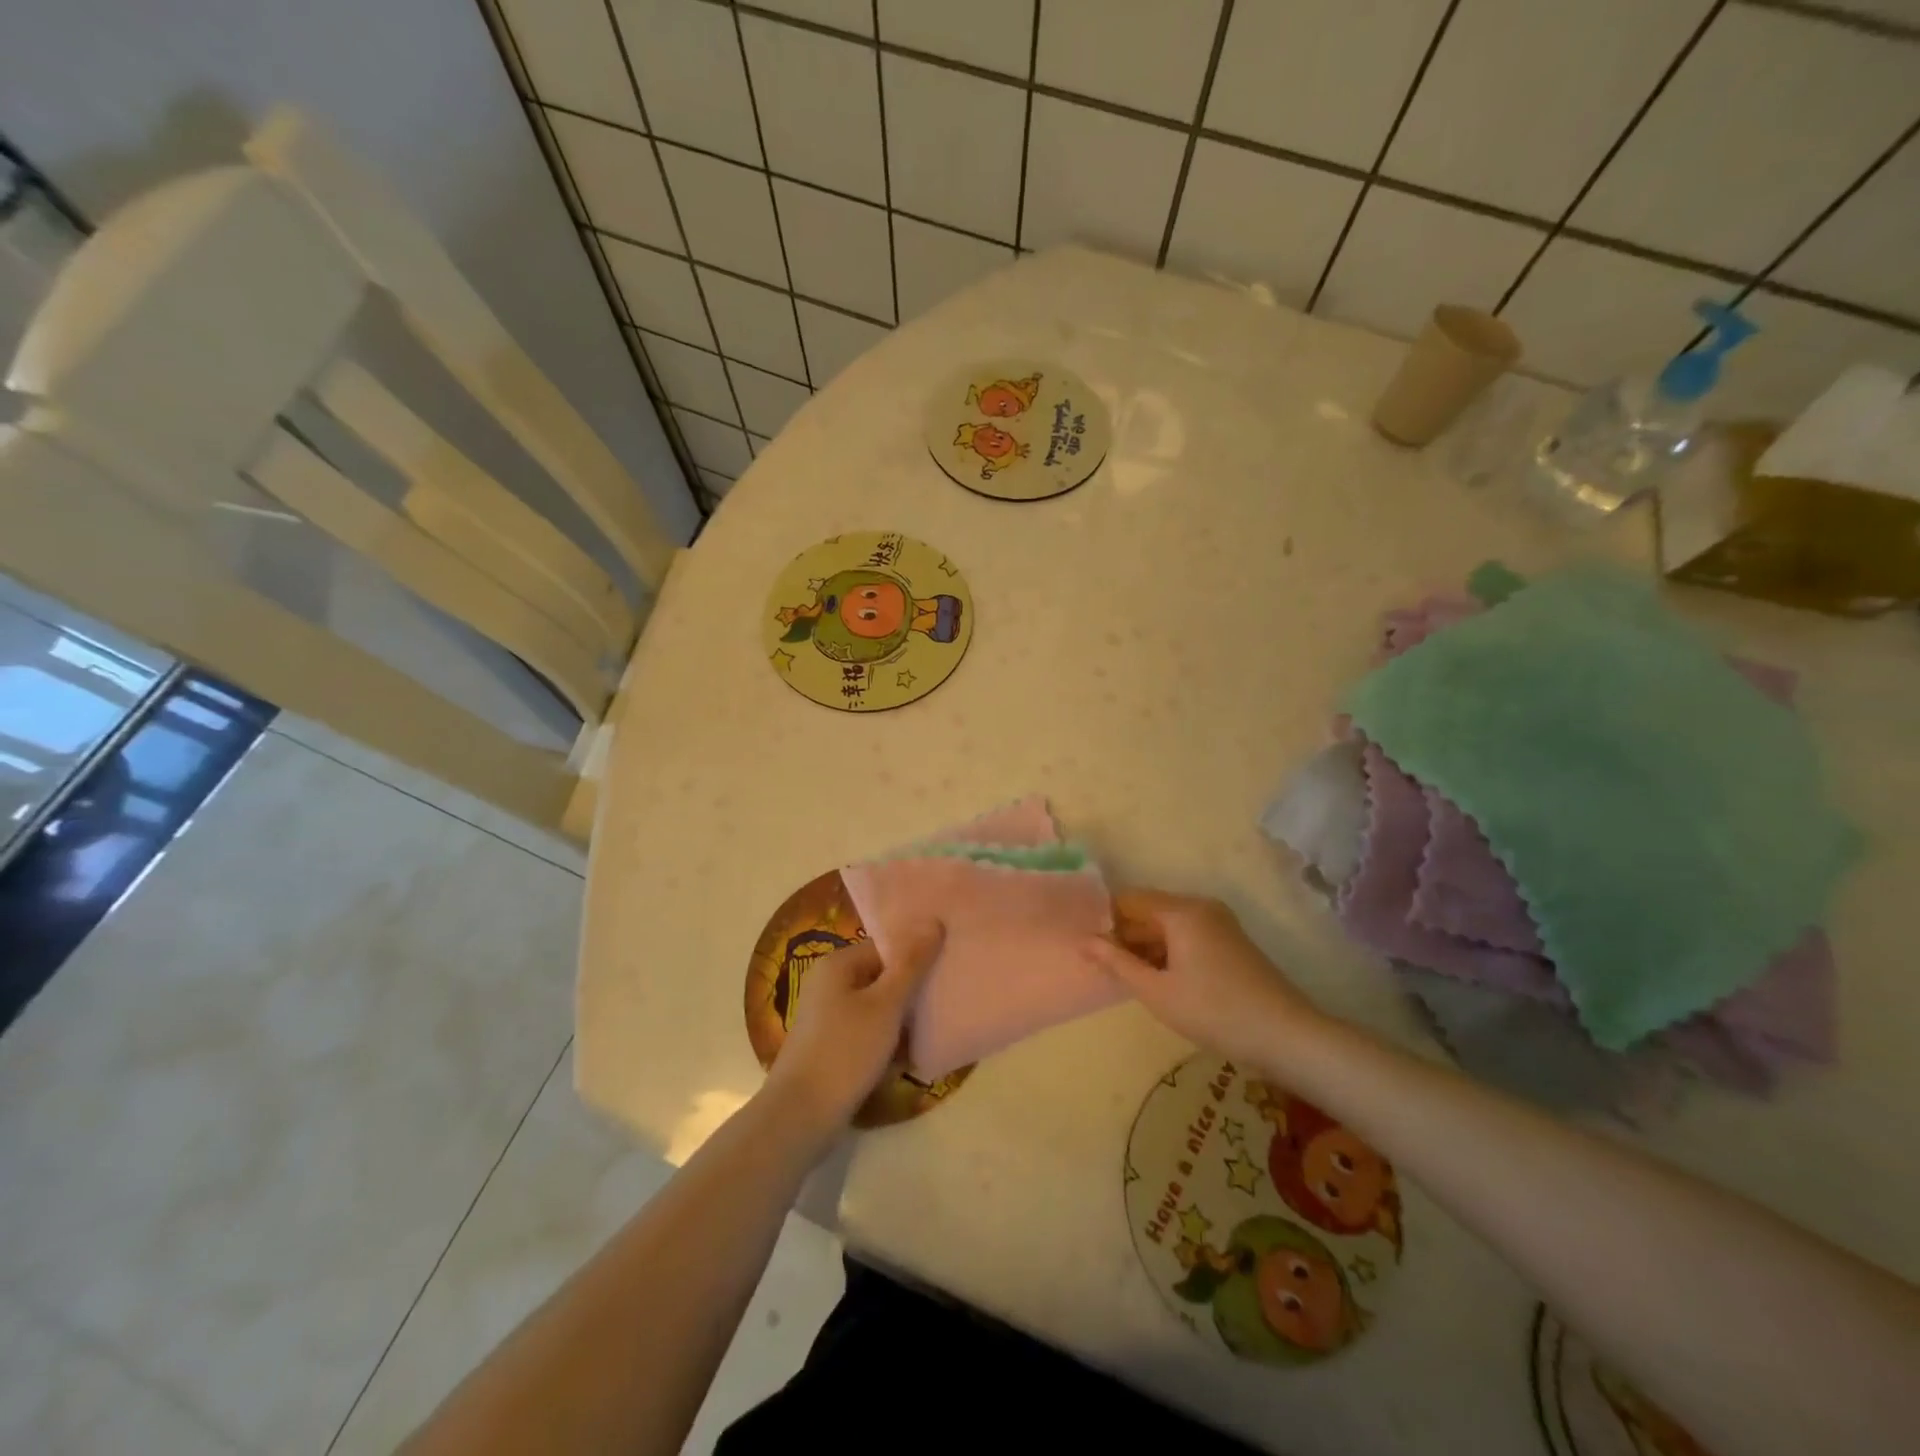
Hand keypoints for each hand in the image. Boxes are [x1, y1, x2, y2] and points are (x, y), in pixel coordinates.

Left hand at [765, 927, 941, 1131]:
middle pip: (882, 977)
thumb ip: (911, 964)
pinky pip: (868, 1033)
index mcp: (838, 964)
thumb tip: (933, 921)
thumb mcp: (885, 1005)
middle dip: (912, 990)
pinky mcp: (832, 1048)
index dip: (916, 955)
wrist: (800, 1117)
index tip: (946, 969)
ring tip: (936, 1028)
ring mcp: (828, 1018)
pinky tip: (912, 1057)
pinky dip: (888, 1042)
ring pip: (877, 1008)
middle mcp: (829, 985)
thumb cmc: (845, 1051)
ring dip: (903, 1019)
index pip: (885, 947)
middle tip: (946, 1000)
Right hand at [1083, 890, 1322, 1072]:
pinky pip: (1187, 936)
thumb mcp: (1157, 991)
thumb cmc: (1214, 1011)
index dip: (1104, 919)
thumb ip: (1116, 963)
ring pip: (1168, 925)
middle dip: (1124, 935)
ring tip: (1124, 976)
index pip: (1128, 899)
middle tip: (1100, 966)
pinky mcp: (1230, 942)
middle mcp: (1200, 907)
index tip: (1086, 945)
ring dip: (1145, 946)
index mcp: (1181, 911)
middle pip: (1149, 910)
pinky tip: (1157, 980)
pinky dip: (1167, 952)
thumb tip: (1083, 941)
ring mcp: (1219, 924)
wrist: (1287, 1036)